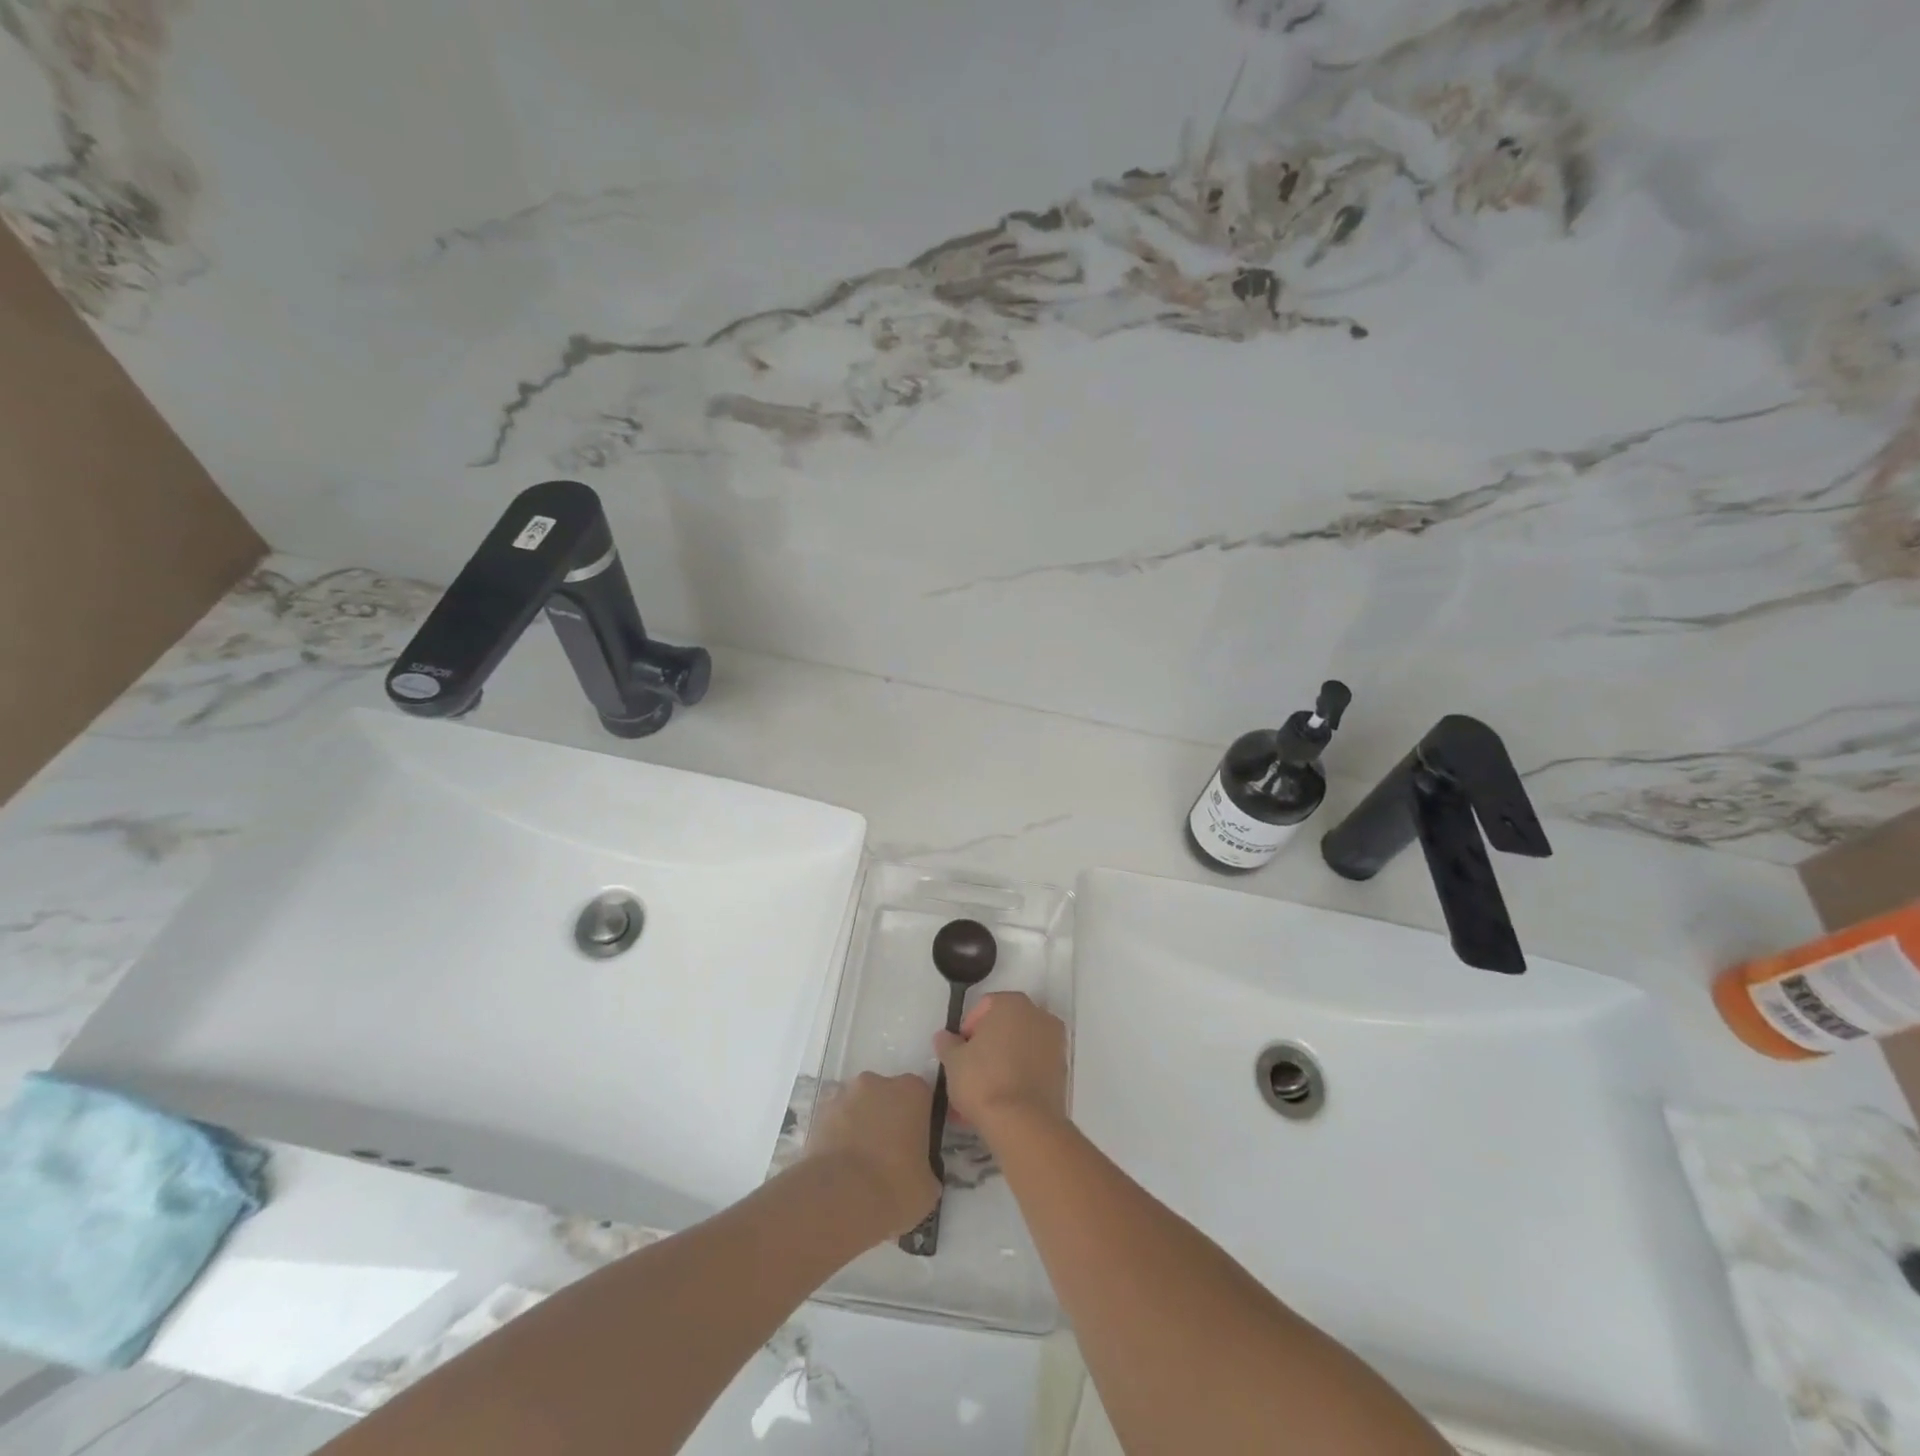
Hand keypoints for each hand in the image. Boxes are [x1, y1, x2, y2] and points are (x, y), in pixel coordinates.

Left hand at [804, 1072, 940, 1239]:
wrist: (838, 1199)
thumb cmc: (894, 1187)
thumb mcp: (928, 1187)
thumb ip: (927, 1169)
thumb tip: (920, 1174)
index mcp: (912, 1091)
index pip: (921, 1098)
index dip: (918, 1123)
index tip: (916, 1148)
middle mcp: (878, 1082)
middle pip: (888, 1097)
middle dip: (888, 1120)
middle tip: (888, 1157)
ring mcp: (845, 1094)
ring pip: (859, 1107)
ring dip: (861, 1126)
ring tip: (859, 1166)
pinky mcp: (819, 1112)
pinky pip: (836, 1121)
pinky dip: (838, 1136)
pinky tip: (840, 1167)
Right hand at [934, 992, 1067, 1137]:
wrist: (1023, 1124)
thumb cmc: (983, 1080)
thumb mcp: (953, 1061)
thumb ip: (948, 1044)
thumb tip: (945, 1037)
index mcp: (1012, 1003)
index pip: (984, 1007)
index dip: (968, 1029)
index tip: (959, 1053)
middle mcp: (1038, 1015)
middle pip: (1005, 1027)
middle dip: (987, 1047)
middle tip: (970, 1072)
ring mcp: (1055, 1043)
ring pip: (1019, 1050)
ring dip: (1002, 1064)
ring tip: (983, 1094)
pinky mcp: (1062, 1072)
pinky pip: (1033, 1069)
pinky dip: (1018, 1079)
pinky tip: (1001, 1103)